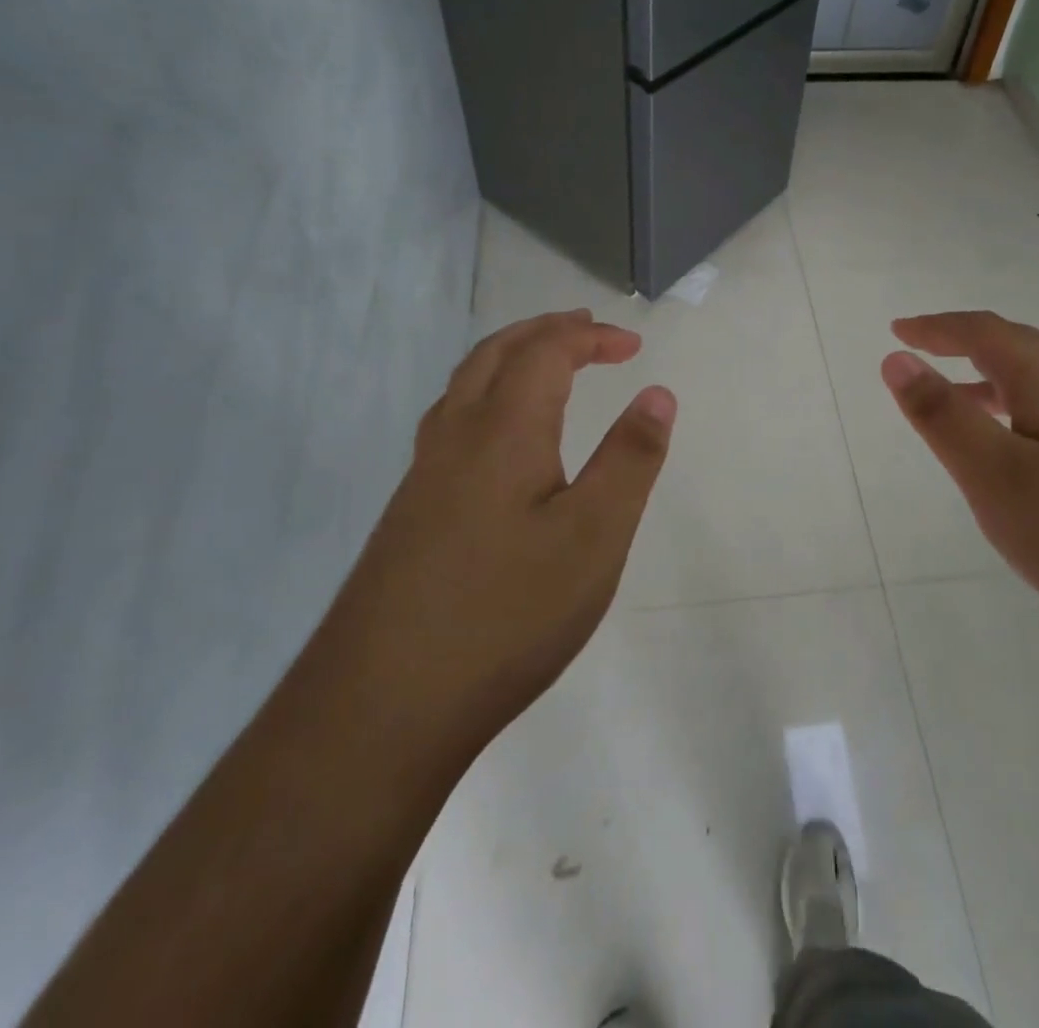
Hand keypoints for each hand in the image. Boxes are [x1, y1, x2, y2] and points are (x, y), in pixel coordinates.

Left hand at [352, 310, 675, 750]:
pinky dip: (486, 397)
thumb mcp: (595, 537)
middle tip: (587, 330)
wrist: (380, 707)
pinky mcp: (408, 513)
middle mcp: (454, 436)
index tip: (633, 346)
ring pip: (464, 385)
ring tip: (546, 367)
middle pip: (496, 353)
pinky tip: (499, 440)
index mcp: (502, 429)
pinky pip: (451, 422)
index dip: (591, 337)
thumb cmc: (506, 614)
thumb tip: (658, 392)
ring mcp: (422, 476)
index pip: (546, 352)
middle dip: (545, 331)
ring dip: (510, 358)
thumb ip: (630, 459)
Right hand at [881, 311, 1038, 660]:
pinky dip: (1034, 410)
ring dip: (1002, 378)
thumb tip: (897, 359)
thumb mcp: (996, 478)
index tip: (898, 330)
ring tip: (970, 402)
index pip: (986, 333)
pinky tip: (1036, 454)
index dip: (938, 327)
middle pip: (1025, 346)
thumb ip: (943, 417)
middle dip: (970, 344)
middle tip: (930, 355)